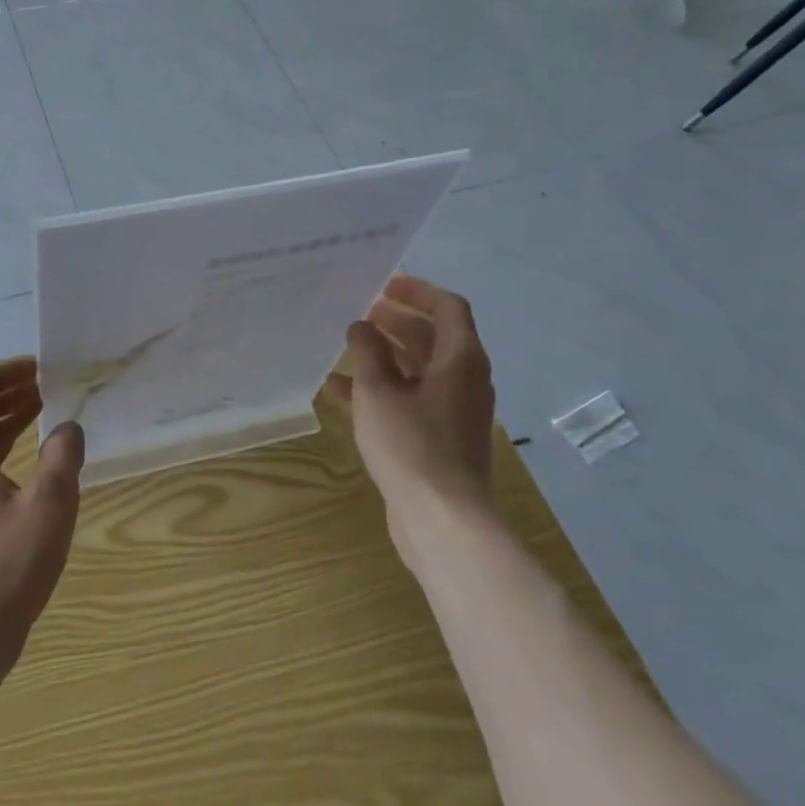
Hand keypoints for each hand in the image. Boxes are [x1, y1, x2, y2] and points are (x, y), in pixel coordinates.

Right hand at [327, 277, 495, 565]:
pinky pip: (411, 400)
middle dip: (397, 322)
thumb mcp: (378, 390)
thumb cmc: (411, 444)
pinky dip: (382, 390)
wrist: (442, 520)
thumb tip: (362, 327)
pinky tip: (340, 392)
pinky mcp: (439, 438)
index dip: (417, 291)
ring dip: (385, 356)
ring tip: (347, 347)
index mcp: (460, 359)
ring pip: (419, 370)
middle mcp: (464, 380)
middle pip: (433, 337)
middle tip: (361, 314)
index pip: (448, 307)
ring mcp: (453, 411)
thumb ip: (368, 352)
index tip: (384, 285)